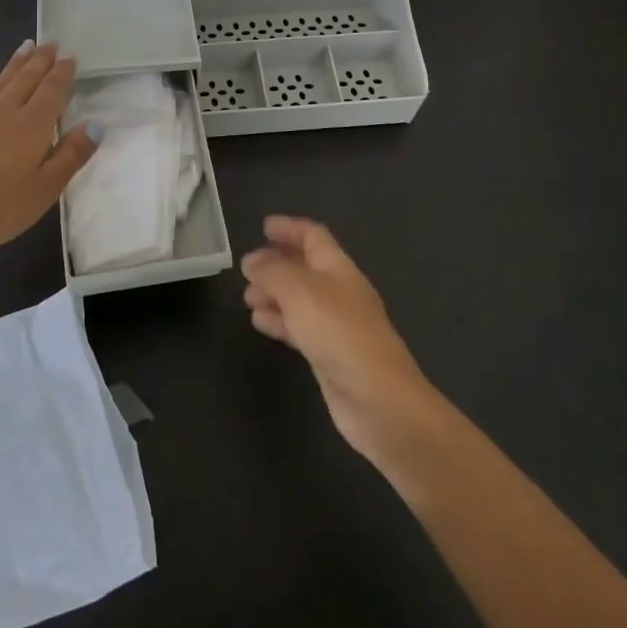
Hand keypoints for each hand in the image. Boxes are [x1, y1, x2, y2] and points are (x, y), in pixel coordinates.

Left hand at [0, 41, 100, 267]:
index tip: (70, 57)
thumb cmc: (0, 208)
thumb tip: (96, 124)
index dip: (62, 73)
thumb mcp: (47, 187)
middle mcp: (3, 112)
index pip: (52, 90)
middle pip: (26, 80)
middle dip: (40, 61)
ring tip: (23, 48)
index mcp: (32, 125)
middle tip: (49, 43)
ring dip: (11, 67)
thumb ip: (72, 154)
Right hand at [241, 216, 441, 467]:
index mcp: (338, 268)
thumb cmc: (340, 334)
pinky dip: (278, 321)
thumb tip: (251, 261)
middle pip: (305, 267)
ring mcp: (336, 325)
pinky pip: (299, 328)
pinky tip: (259, 323)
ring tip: (247, 298)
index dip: (290, 228)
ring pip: (299, 299)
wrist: (380, 401)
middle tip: (246, 269)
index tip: (263, 226)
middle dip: (276, 264)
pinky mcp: (330, 355)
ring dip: (273, 294)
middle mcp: (339, 292)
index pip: (314, 236)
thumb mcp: (299, 292)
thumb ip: (272, 272)